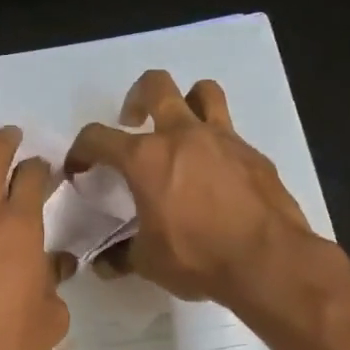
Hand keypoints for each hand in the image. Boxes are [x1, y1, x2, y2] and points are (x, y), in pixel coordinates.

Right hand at [66, 70, 315, 306]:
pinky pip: (230, 133)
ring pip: (203, 92)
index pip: (97, 137)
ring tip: (181, 131)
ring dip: (187, 102)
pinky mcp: (253, 154)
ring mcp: (222, 139)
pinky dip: (216, 145)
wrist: (269, 260)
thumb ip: (122, 255)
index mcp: (146, 158)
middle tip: (133, 123)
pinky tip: (216, 175)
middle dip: (136, 98)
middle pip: (155, 86)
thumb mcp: (149, 262)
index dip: (81, 149)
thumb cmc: (198, 257)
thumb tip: (104, 263)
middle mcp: (182, 135)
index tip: (80, 167)